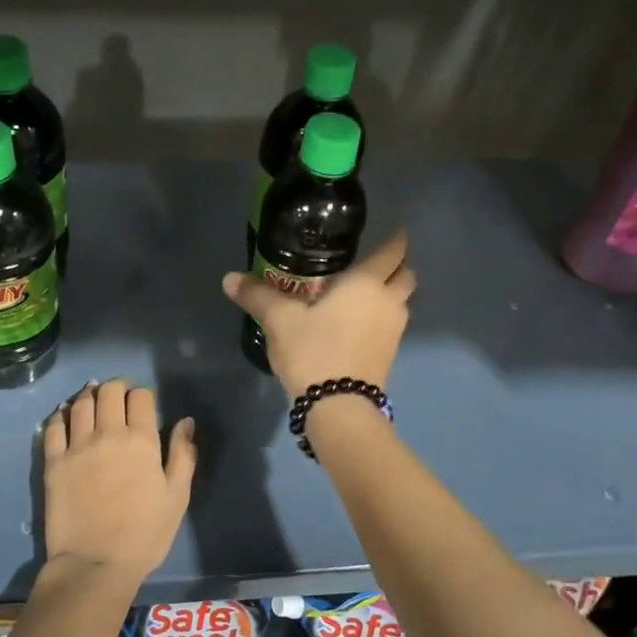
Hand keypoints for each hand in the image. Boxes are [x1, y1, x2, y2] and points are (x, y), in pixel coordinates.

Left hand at [41, 378, 197, 584]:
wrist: (95, 564)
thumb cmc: (144, 535)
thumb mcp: (177, 497)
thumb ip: (183, 455)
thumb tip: (186, 422)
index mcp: (141, 441)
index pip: (141, 397)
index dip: (144, 394)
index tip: (144, 402)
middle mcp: (107, 435)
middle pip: (108, 392)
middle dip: (116, 386)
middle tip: (119, 394)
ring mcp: (76, 447)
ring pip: (80, 404)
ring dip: (89, 395)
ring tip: (93, 399)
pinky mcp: (53, 462)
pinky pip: (53, 427)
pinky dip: (60, 415)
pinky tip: (66, 417)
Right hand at [220, 231, 415, 395]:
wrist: (338, 406)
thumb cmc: (313, 351)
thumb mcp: (279, 320)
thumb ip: (258, 296)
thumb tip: (229, 278)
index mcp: (367, 283)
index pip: (392, 251)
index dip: (396, 238)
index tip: (394, 230)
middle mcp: (388, 302)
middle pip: (407, 275)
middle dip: (397, 265)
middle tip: (376, 262)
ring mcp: (394, 330)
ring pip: (402, 302)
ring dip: (391, 293)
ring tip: (364, 292)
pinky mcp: (390, 355)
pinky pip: (392, 324)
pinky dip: (382, 316)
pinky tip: (359, 322)